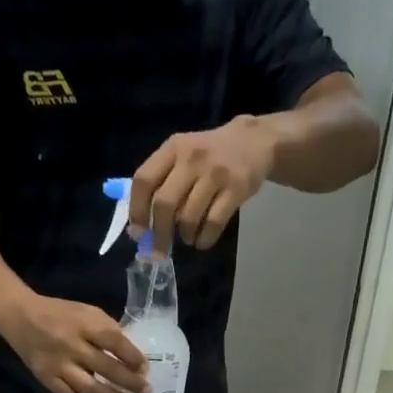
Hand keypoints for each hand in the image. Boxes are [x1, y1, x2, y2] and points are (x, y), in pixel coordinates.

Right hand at [2, 293, 149, 392]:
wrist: (20, 317)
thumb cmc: (60, 313)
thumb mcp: (87, 312)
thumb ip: (107, 330)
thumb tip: (130, 356)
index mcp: (84, 323)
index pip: (115, 342)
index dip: (133, 357)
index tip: (146, 369)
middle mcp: (72, 345)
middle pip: (106, 368)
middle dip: (129, 382)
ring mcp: (58, 365)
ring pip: (89, 388)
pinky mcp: (47, 379)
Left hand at [130, 116, 277, 252]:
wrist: (255, 142)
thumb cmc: (210, 155)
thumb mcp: (182, 155)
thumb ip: (161, 182)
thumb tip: (140, 227)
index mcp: (173, 148)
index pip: (144, 180)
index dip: (137, 210)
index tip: (138, 233)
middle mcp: (192, 158)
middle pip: (164, 203)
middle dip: (159, 233)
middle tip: (159, 250)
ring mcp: (216, 172)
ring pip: (188, 217)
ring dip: (185, 236)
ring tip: (187, 238)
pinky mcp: (237, 188)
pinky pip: (213, 223)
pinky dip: (204, 239)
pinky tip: (202, 241)